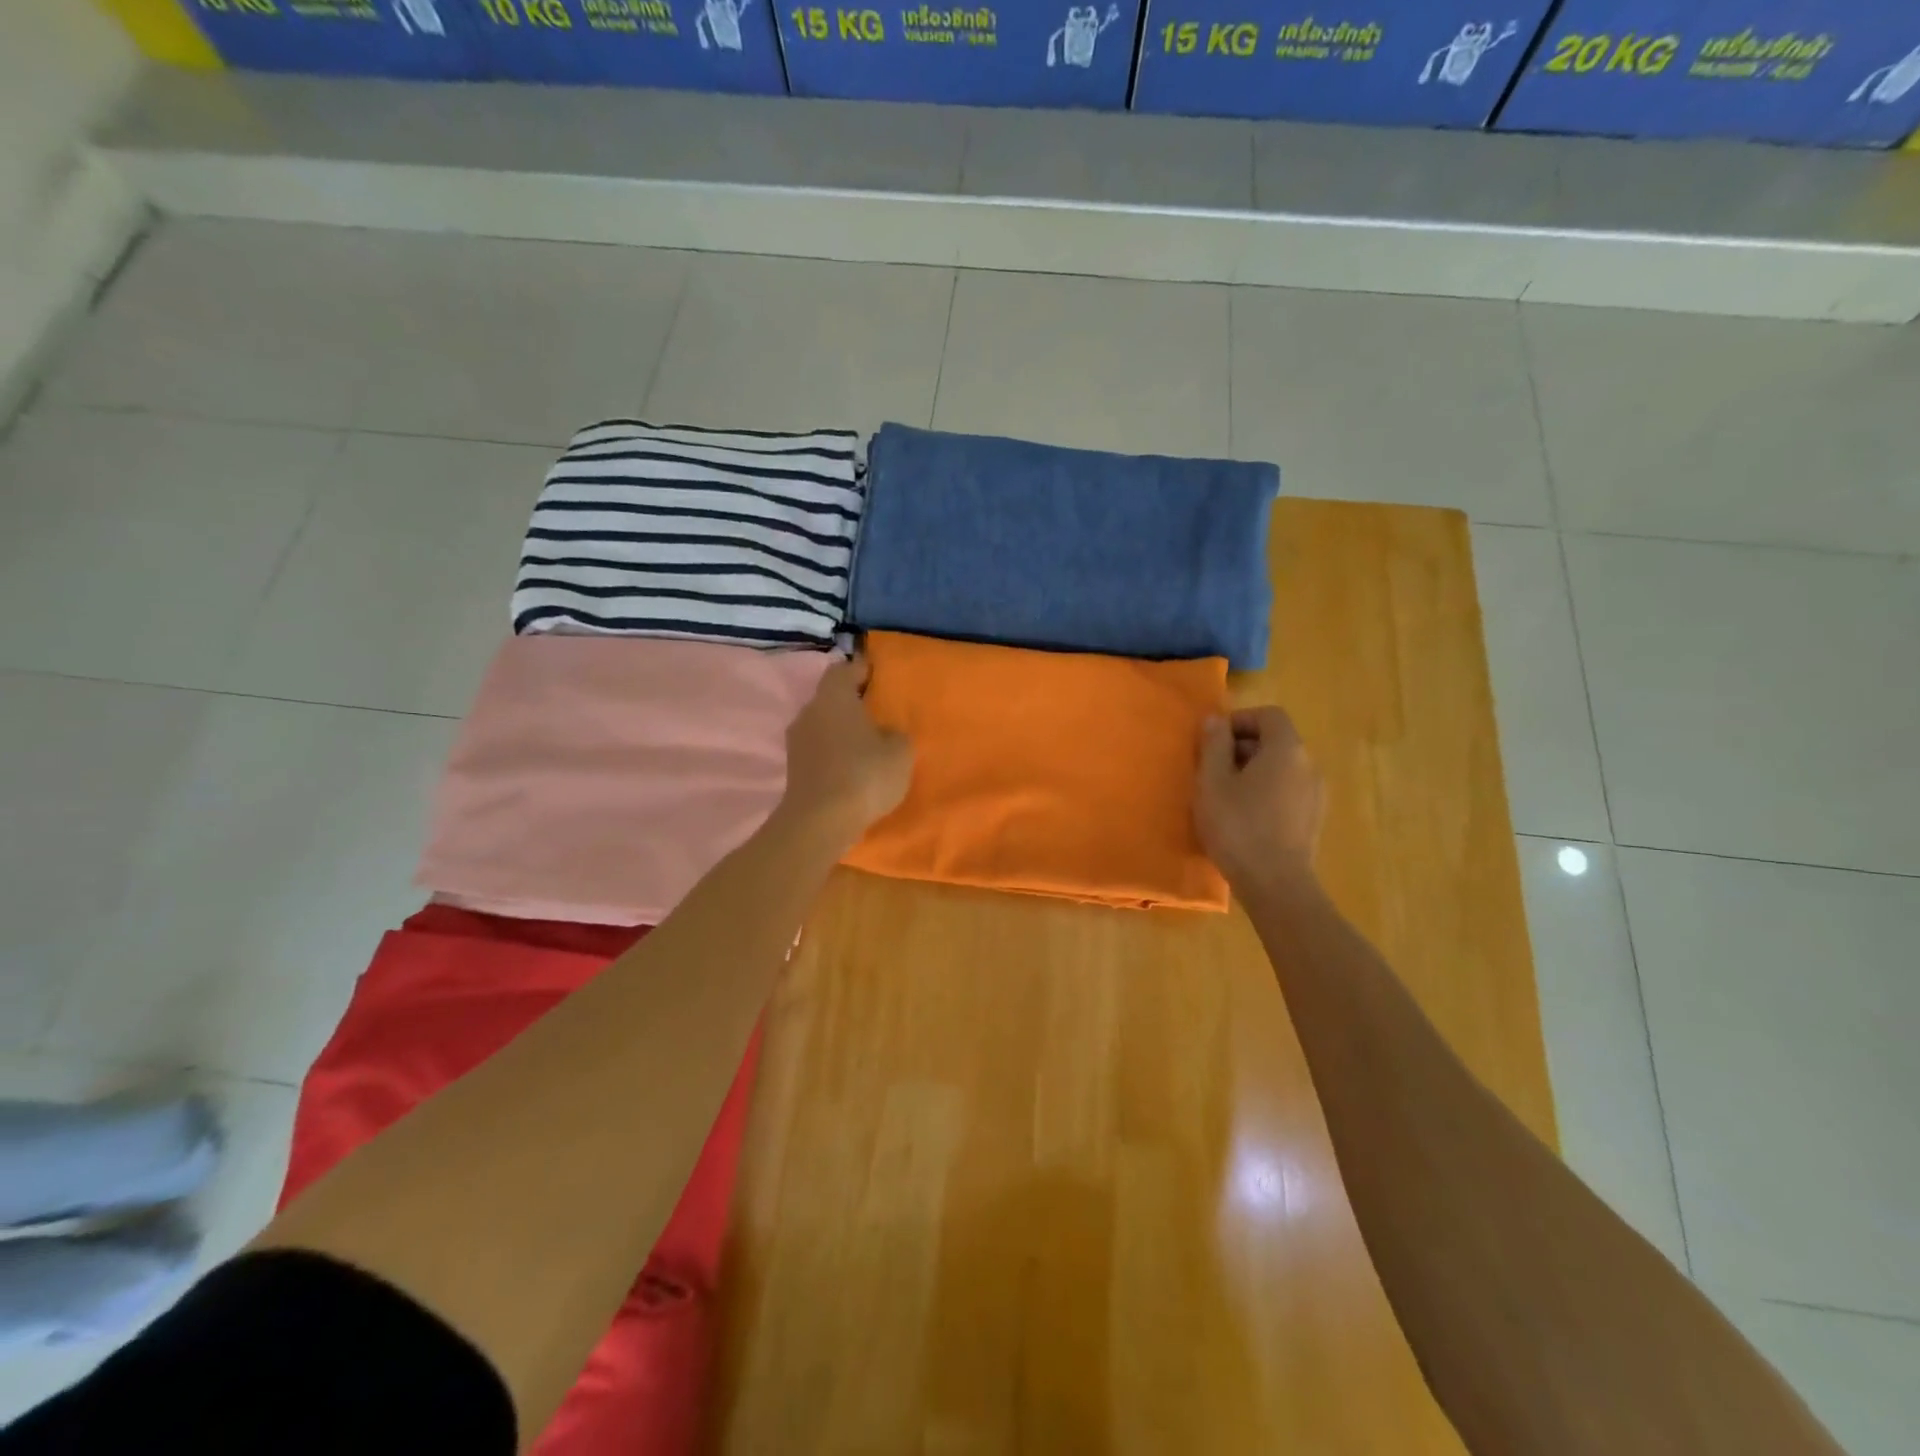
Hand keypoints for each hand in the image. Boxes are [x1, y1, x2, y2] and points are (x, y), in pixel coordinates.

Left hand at [781, 655, 913, 842]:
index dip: (862, 671)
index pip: (844, 669)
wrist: (820, 822)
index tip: (879, 679)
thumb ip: (895, 734)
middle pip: (831, 698)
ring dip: (842, 732)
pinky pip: (819, 751)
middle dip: (852, 704)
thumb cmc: (864, 774)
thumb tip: (883, 733)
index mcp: (833, 696)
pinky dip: (834, 755)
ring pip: (824, 725)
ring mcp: (796, 741)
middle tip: (878, 715)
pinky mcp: (794, 769)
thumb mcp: (900, 751)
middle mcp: (809, 711)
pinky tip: (853, 770)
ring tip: (868, 746)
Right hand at [1194, 705, 1324, 896]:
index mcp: (1287, 749)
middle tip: (1212, 770)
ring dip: (1252, 772)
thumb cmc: (1238, 827)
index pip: (1269, 715)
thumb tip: (1216, 720)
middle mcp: (1308, 765)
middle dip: (1242, 747)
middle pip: (1276, 741)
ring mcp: (1315, 794)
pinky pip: (1287, 791)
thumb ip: (1213, 745)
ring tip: (1224, 796)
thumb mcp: (1212, 782)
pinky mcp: (1312, 819)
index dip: (1240, 721)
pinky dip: (1265, 792)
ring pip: (1281, 768)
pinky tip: (1244, 818)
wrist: (1276, 885)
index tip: (1213, 741)